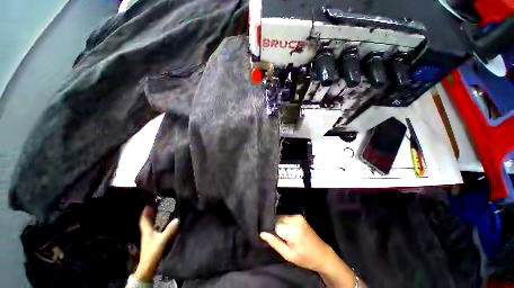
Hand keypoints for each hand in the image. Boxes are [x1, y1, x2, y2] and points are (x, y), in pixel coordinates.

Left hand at [133, 206, 178, 280]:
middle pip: (146, 222)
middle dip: (149, 215)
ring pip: (150, 226)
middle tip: (154, 207)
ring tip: (158, 213)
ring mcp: (149, 238)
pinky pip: (154, 230)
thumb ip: (169, 231)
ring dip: (152, 220)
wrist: (148, 267)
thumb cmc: (152, 253)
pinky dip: (156, 225)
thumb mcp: (161, 241)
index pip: (144, 220)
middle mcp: (147, 234)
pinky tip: (161, 225)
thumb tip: (177, 219)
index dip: (145, 213)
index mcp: (147, 232)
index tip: (148, 205)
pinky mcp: (152, 242)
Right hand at [259, 215, 333, 271]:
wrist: (322, 254)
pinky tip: (288, 231)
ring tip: (284, 236)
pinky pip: (287, 217)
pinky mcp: (300, 216)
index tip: (273, 238)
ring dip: (280, 225)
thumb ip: (274, 242)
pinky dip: (285, 223)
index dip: (272, 231)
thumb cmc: (304, 258)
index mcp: (293, 231)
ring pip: (282, 217)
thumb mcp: (288, 255)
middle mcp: (295, 220)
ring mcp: (298, 217)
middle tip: (280, 238)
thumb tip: (262, 233)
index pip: (275, 225)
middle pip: (278, 219)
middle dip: (276, 227)